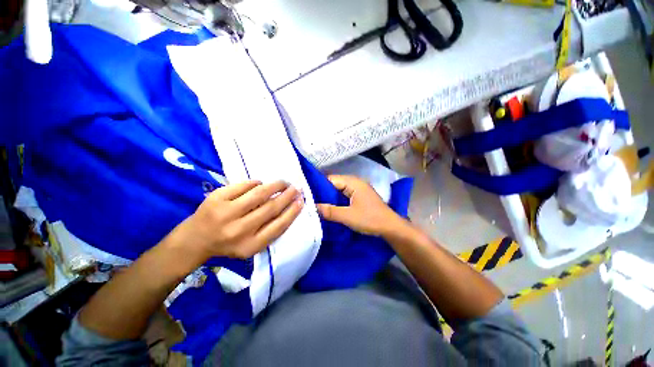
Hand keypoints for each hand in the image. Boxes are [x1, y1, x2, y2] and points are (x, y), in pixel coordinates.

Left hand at [170, 180, 303, 262]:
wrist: (194, 240)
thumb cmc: (229, 243)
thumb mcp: (251, 246)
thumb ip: (269, 230)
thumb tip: (289, 207)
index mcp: (250, 245)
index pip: (279, 226)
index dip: (293, 211)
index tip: (301, 201)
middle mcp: (239, 230)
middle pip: (271, 208)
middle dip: (287, 195)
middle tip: (296, 188)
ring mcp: (225, 213)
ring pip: (259, 193)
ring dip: (276, 185)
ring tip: (283, 182)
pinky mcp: (216, 198)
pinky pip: (244, 185)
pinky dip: (256, 183)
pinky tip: (260, 184)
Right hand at [317, 175, 405, 236]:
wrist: (390, 227)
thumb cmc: (370, 219)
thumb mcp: (348, 216)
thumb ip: (330, 211)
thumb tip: (312, 207)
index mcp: (353, 182)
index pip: (331, 179)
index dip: (318, 186)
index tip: (306, 194)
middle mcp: (355, 182)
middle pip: (334, 184)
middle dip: (323, 192)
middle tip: (309, 201)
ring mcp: (358, 190)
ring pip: (339, 190)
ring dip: (330, 197)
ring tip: (316, 204)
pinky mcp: (359, 197)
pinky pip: (344, 195)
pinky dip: (336, 200)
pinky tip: (329, 207)